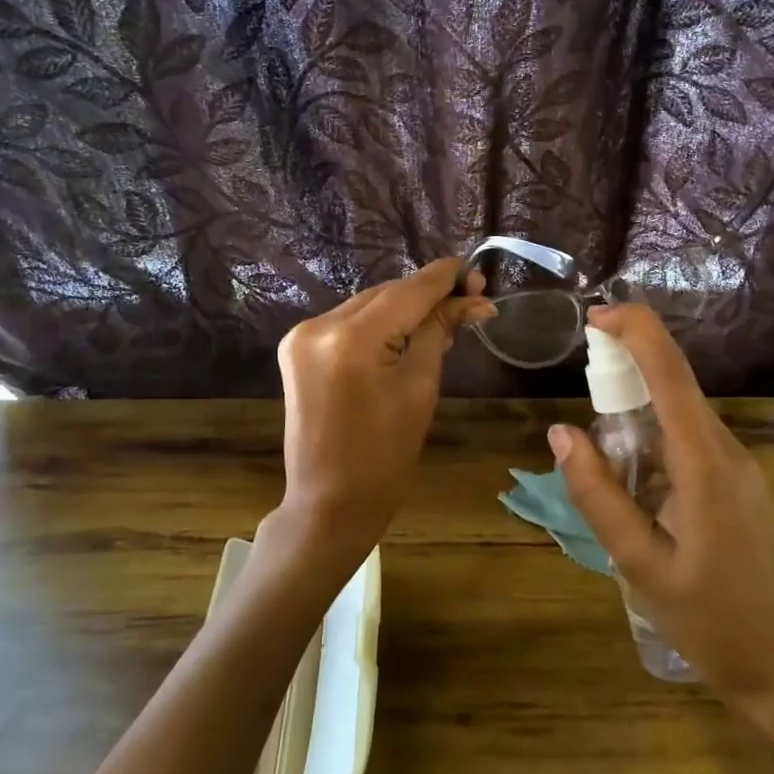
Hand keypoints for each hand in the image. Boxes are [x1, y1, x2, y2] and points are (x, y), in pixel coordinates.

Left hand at [269, 258, 494, 579]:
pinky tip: (406, 332)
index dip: (444, 278)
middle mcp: (318, 326)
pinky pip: (348, 323)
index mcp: (350, 339)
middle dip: (427, 295)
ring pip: (367, 306)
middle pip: (386, 295)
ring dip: (404, 308)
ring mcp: (301, 336)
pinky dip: (379, 324)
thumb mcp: (420, 388)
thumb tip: (473, 300)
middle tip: (472, 299)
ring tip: (445, 317)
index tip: (476, 271)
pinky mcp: (297, 349)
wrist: (330, 503)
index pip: (407, 292)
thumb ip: (439, 333)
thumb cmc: (385, 456)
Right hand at [549, 305, 773, 767]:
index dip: (636, 331)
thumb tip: (561, 433)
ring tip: (598, 435)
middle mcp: (728, 452)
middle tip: (582, 377)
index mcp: (705, 464)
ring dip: (638, 401)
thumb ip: (598, 496)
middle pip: (677, 382)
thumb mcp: (639, 565)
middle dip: (628, 361)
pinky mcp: (738, 484)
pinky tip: (631, 471)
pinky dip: (654, 433)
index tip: (594, 317)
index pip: (671, 374)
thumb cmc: (710, 622)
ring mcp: (739, 467)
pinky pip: (691, 439)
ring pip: (683, 411)